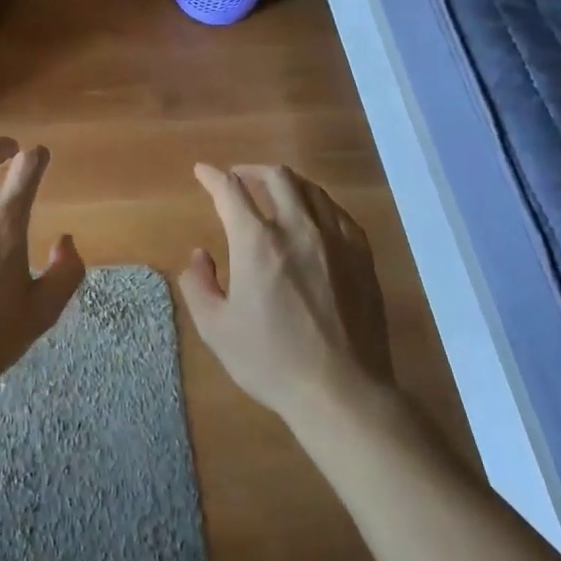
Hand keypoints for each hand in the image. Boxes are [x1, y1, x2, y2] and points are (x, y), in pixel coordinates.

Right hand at [180, 163, 390, 422]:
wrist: (342, 391)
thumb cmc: (271, 361)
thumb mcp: (215, 328)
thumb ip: (198, 284)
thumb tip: (200, 255)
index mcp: (257, 241)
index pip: (230, 190)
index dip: (212, 176)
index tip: (203, 171)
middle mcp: (297, 227)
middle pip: (275, 177)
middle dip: (251, 170)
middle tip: (238, 178)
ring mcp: (335, 238)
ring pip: (310, 189)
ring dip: (285, 182)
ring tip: (274, 192)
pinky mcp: (362, 255)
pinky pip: (337, 212)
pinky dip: (317, 204)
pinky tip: (313, 217)